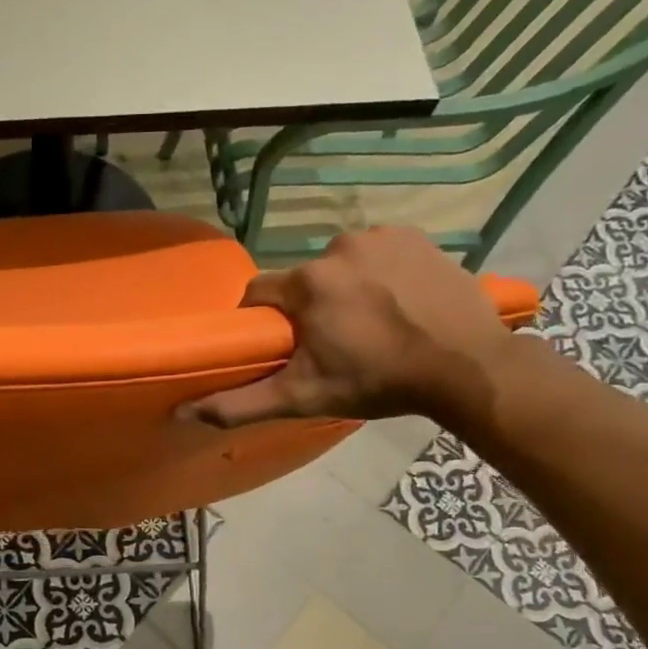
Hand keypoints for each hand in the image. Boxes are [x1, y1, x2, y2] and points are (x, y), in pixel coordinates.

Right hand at [181, 228, 516, 428]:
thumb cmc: (378, 382)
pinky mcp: (413, 235)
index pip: (259, 294)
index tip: (283, 346)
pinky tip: (396, 301)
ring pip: (338, 265)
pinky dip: (377, 273)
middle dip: (308, 309)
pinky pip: (376, 252)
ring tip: (369, 324)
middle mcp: (337, 248)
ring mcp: (379, 236)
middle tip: (334, 344)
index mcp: (307, 284)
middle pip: (302, 281)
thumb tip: (181, 413)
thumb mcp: (303, 398)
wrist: (466, 364)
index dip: (264, 322)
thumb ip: (240, 404)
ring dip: (343, 289)